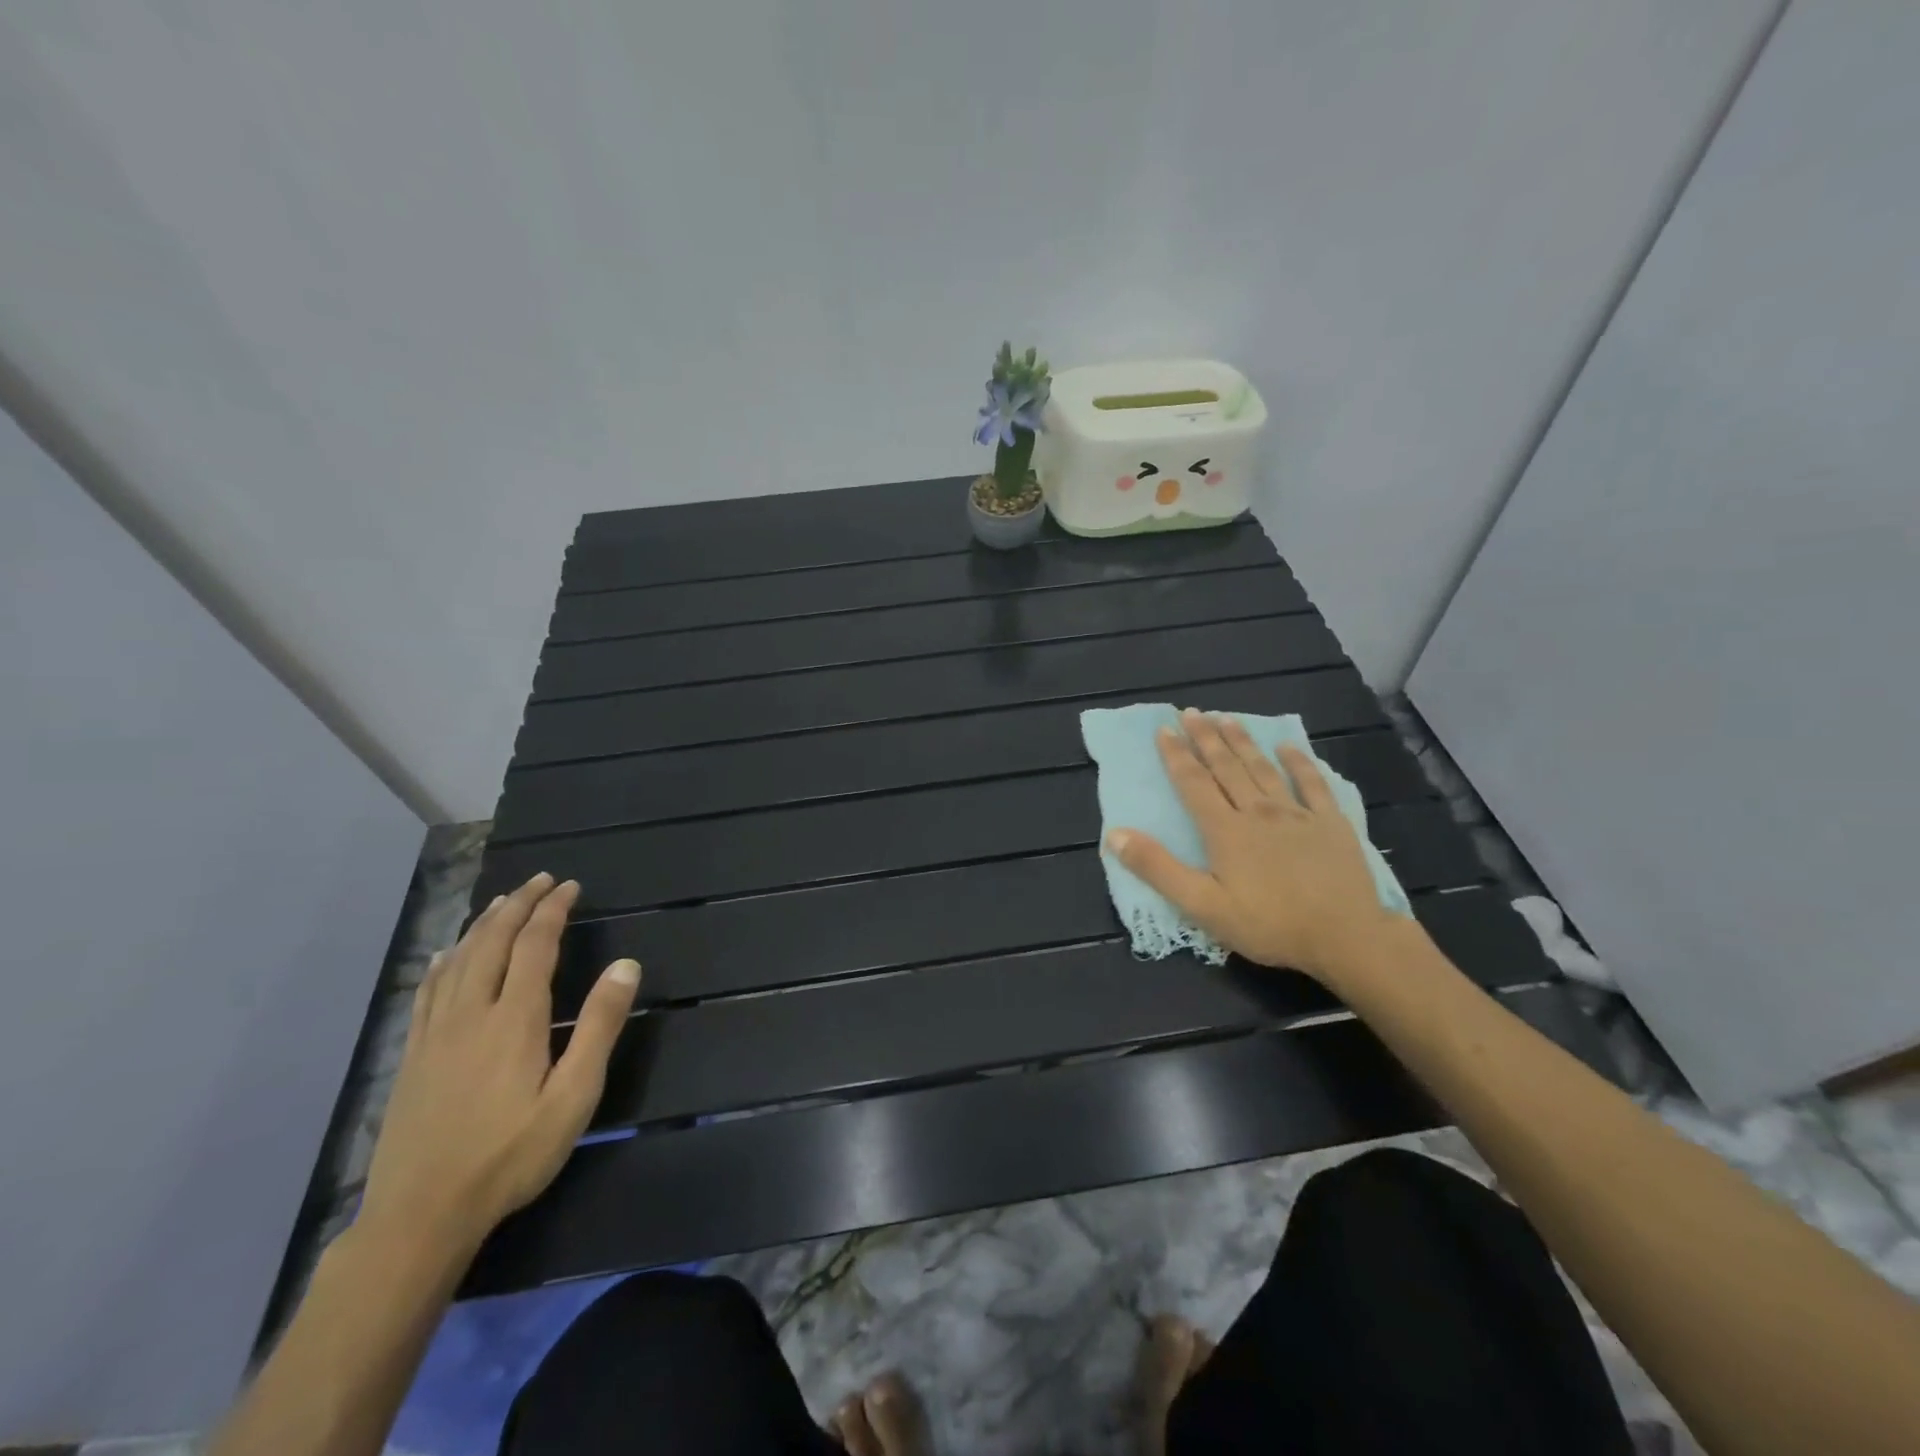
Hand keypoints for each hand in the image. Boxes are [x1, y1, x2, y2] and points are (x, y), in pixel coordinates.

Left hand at [357, 872, 640, 1258]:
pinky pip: (428, 989)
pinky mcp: (412, 1054)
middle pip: (493, 941)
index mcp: (515, 1018)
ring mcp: (435, 1033)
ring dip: (483, 923)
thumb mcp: (574, 1097)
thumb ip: (600, 1027)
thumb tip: (626, 965)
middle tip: (540, 880)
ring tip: (502, 902)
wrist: (421, 1215)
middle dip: (518, 905)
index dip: (552, 910)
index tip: (569, 886)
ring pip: (459, 959)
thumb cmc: (510, 1155)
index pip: (535, 945)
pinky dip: (445, 959)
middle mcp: (472, 1012)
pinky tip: (449, 954)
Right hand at [1105, 709, 1393, 984]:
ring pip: (1262, 769)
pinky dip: (1299, 762)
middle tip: (1191, 712)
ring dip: (1242, 742)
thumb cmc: (1268, 924)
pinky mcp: (1330, 823)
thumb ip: (1158, 868)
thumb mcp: (1202, 906)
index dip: (1176, 756)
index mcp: (1225, 830)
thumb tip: (1115, 834)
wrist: (1345, 936)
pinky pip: (1312, 784)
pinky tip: (1288, 747)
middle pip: (1226, 768)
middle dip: (1206, 738)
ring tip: (1226, 718)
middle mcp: (1257, 811)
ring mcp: (1297, 814)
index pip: (1193, 784)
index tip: (1164, 729)